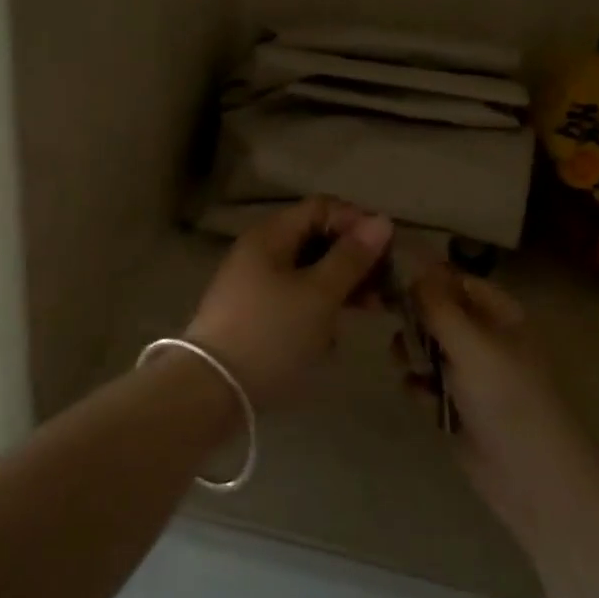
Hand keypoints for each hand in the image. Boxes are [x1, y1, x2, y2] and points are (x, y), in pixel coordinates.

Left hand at [185, 197, 393, 406]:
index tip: (386, 252)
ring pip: (308, 270)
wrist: (212, 390)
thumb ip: (351, 257)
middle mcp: (261, 250)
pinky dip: (320, 306)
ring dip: (341, 285)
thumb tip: (381, 220)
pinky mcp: (255, 312)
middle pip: (316, 237)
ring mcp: (255, 282)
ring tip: (369, 310)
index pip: (322, 207)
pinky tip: (334, 333)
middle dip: (353, 258)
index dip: (357, 222)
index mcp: (271, 234)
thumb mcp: (319, 295)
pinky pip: (296, 296)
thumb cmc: (271, 334)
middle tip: (384, 287)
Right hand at [412, 265, 594, 553]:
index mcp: (500, 315)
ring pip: (425, 347)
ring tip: (410, 367)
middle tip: (393, 324)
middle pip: (436, 313)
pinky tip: (421, 398)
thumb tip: (413, 267)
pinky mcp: (456, 406)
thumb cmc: (509, 401)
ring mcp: (470, 374)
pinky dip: (419, 387)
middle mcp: (485, 338)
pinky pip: (424, 382)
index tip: (389, 279)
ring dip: (412, 353)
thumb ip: (439, 306)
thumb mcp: (473, 345)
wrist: (534, 481)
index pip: (456, 281)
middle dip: (414, 318)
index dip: (425, 278)